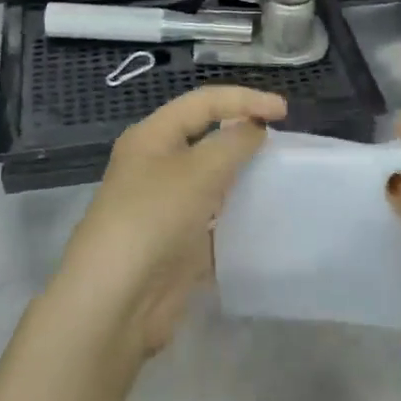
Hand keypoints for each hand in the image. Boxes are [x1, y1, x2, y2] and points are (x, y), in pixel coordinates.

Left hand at [52, 86, 286, 357]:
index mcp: (152, 136)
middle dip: (242, 134)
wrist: (115, 302)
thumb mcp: (197, 172)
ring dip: (241, 175)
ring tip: (280, 177)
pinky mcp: (176, 242)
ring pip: (210, 178)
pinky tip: (264, 218)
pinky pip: (213, 217)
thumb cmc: (152, 220)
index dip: (244, 99)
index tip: (285, 111)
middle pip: (205, 137)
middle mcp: (155, 164)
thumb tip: (253, 128)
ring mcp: (165, 205)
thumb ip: (232, 144)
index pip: (203, 102)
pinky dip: (237, 214)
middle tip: (283, 144)